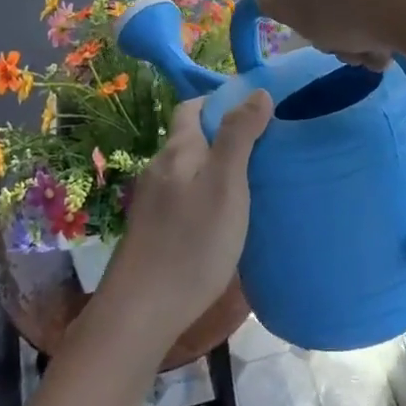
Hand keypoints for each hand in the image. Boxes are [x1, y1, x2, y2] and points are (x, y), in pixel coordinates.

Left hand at [97, 93, 272, 343]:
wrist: (140, 313)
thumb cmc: (191, 243)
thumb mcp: (225, 184)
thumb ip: (239, 136)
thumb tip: (256, 91)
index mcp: (177, 150)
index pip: (192, 107)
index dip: (221, 102)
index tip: (257, 112)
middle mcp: (160, 169)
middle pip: (191, 138)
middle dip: (224, 136)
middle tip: (264, 148)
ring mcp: (152, 202)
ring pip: (189, 170)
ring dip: (217, 168)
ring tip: (252, 182)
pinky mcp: (153, 231)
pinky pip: (184, 198)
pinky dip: (206, 196)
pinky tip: (225, 218)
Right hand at [258, 0, 405, 67]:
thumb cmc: (341, 1)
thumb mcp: (287, 7)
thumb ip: (268, 1)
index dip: (298, 5)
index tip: (311, 28)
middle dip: (334, 24)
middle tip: (343, 47)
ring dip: (360, 31)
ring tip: (372, 53)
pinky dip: (388, 22)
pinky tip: (394, 46)